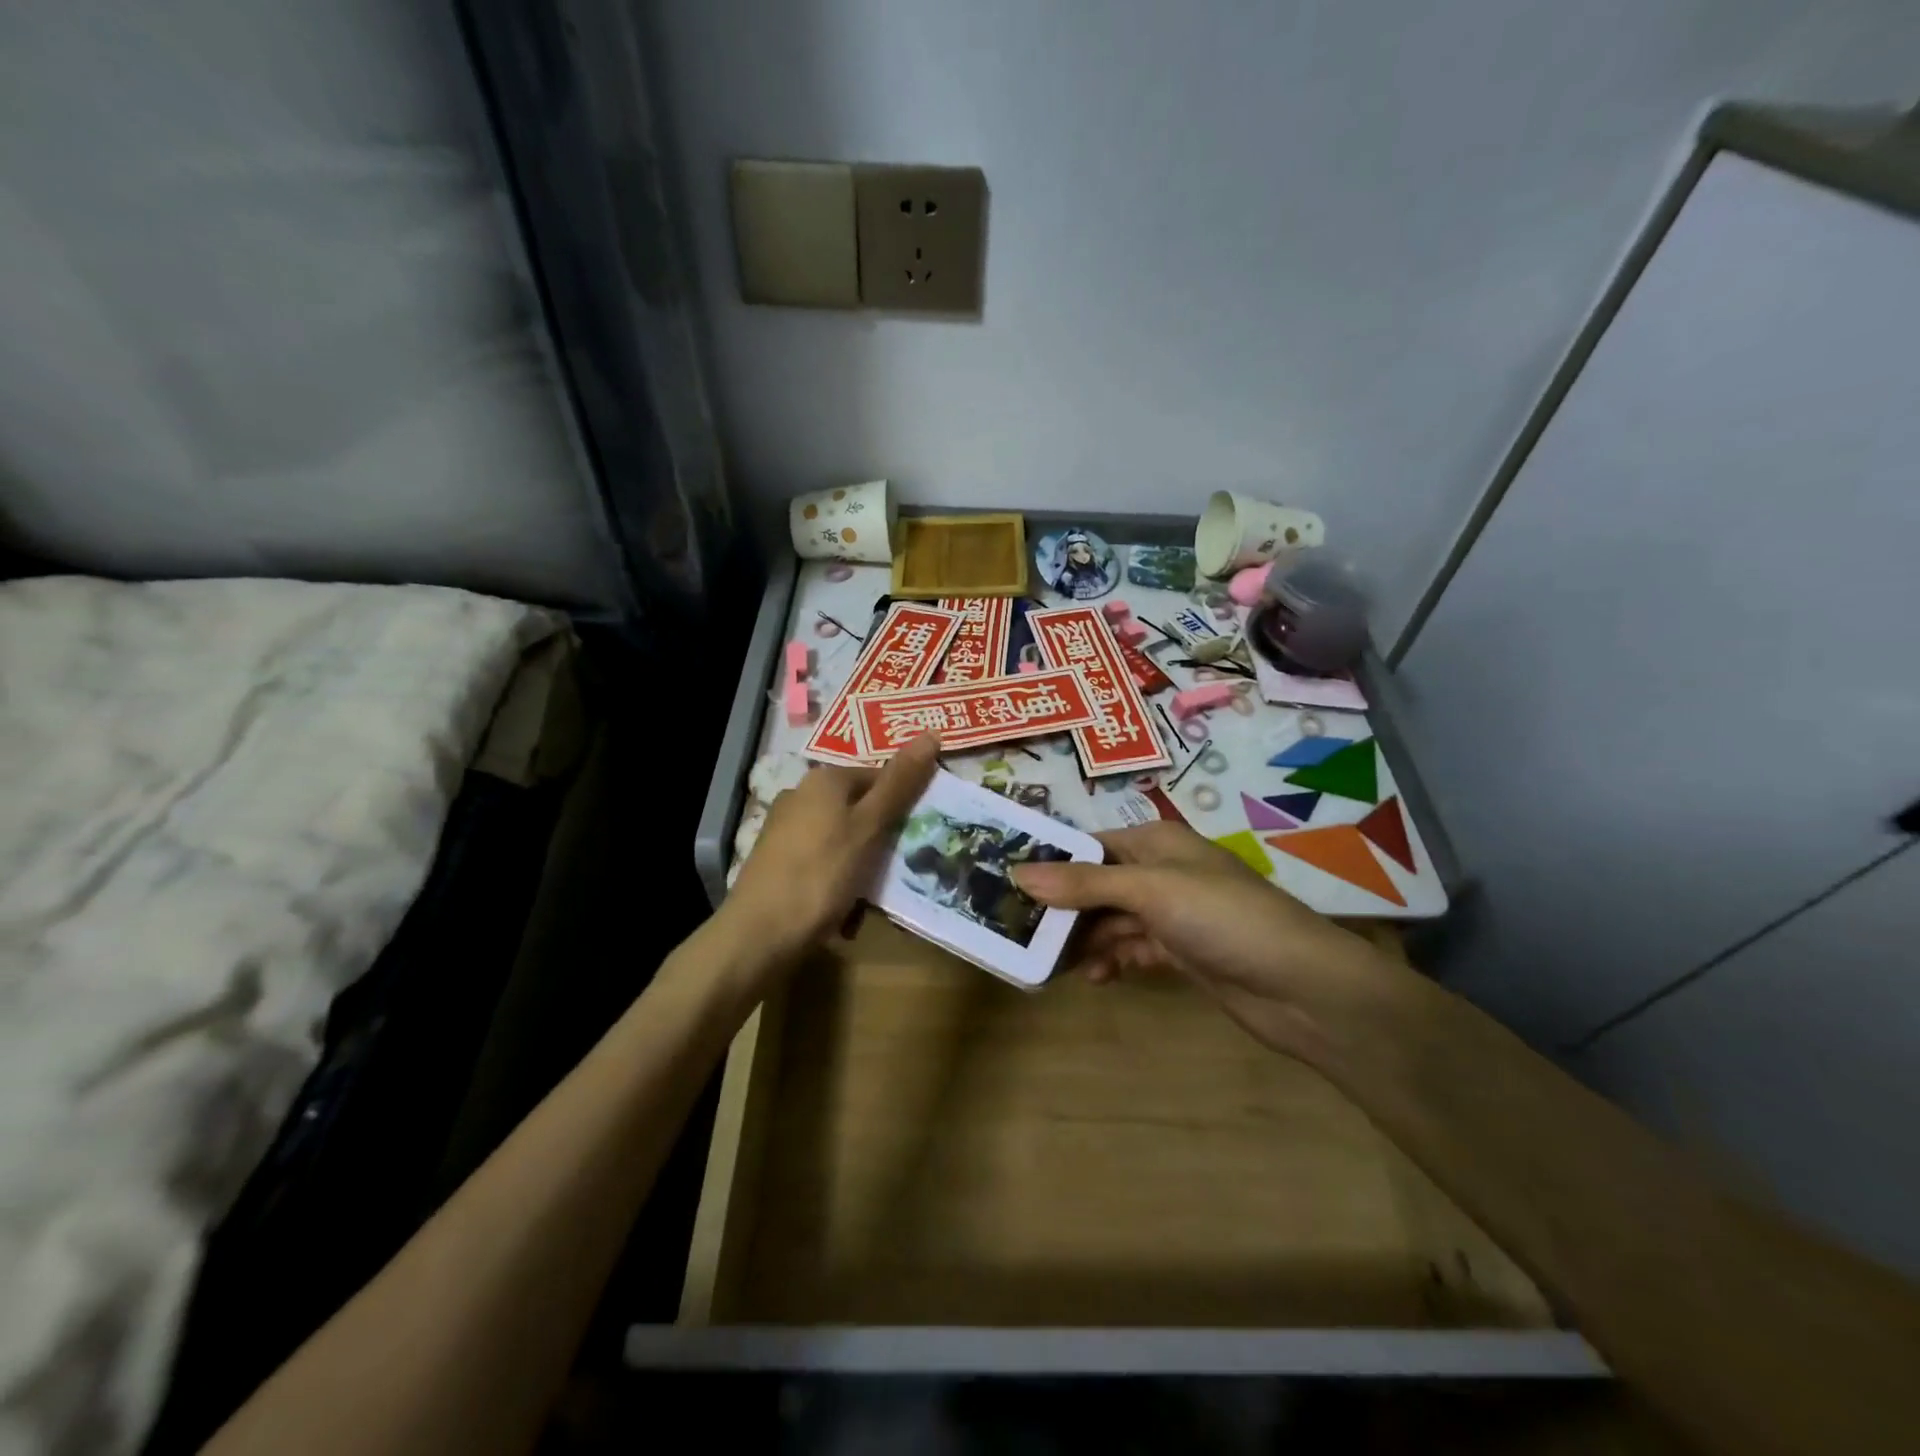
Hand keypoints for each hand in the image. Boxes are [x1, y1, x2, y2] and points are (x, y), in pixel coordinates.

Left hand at [723, 731, 940, 965]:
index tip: (921, 834)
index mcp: (825, 779)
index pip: (879, 776)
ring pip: (843, 838)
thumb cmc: (821, 874)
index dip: (904, 803)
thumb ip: (900, 783)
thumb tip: (931, 733)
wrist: (759, 935)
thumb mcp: (869, 827)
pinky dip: (838, 879)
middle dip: (883, 838)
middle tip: (899, 868)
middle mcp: (801, 795)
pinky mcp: (778, 860)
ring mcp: (786, 828)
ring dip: (862, 864)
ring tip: (872, 894)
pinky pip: (823, 861)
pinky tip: (843, 907)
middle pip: (860, 808)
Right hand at [1012, 819, 1394, 1058]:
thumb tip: (1018, 871)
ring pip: (1112, 921)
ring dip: (1085, 940)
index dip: (1051, 862)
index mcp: (1156, 843)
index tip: (1007, 882)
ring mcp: (1173, 914)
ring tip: (1050, 963)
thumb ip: (1084, 884)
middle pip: (1097, 885)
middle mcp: (1162, 873)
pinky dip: (1113, 961)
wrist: (1301, 987)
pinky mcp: (1182, 952)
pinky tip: (1096, 979)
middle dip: (1063, 908)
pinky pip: (1133, 950)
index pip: (1090, 845)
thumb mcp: (1150, 891)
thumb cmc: (1223, 918)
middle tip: (1020, 932)